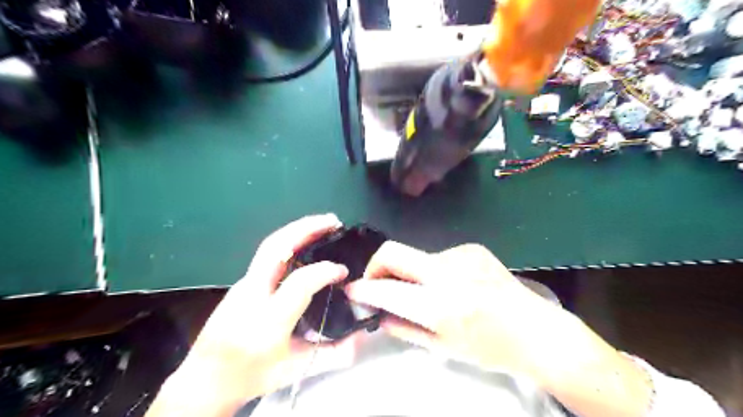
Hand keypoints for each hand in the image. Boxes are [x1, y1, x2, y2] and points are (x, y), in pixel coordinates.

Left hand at [148, 215, 363, 416]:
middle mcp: (252, 294)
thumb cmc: (251, 375)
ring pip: (269, 246)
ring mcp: (243, 284)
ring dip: (297, 229)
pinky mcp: (242, 282)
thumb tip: (361, 338)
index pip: (300, 282)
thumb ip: (332, 354)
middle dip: (306, 228)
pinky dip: (289, 241)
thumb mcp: (294, 369)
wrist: (205, 379)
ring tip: (322, 224)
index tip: (343, 271)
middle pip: (276, 248)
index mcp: (268, 320)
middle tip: (333, 221)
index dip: (325, 271)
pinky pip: (267, 254)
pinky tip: (304, 242)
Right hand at [346, 242, 565, 379]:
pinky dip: (433, 270)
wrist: (536, 330)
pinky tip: (453, 285)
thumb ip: (403, 328)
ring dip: (412, 273)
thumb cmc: (490, 347)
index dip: (363, 289)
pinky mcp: (471, 247)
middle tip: (377, 283)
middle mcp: (447, 272)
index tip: (352, 290)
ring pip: (417, 257)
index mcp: (440, 306)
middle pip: (393, 252)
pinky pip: (437, 256)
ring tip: (429, 292)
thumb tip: (378, 313)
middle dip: (376, 266)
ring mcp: (461, 254)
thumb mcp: (442, 348)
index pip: (387, 290)